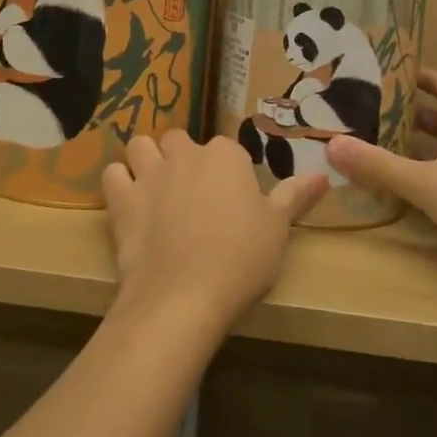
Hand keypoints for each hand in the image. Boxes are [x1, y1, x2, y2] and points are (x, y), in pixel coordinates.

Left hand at [101, 133, 327, 335]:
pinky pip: (113, 174)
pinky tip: (128, 202)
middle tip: (191, 193)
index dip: (227, 172)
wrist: (184, 296)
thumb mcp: (278, 229)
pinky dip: (118, 183)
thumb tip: (323, 176)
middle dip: (182, 158)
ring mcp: (150, 173)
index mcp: (226, 156)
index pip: (226, 149)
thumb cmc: (240, 260)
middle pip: (179, 140)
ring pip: (140, 146)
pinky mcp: (122, 198)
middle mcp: (186, 154)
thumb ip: (295, 196)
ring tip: (154, 187)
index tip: (231, 199)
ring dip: (145, 160)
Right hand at [326, 69, 436, 296]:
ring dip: (422, 151)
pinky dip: (430, 183)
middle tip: (381, 112)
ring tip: (386, 149)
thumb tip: (333, 144)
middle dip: (418, 116)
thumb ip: (381, 166)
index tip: (404, 71)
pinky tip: (409, 195)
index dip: (431, 79)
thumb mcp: (427, 184)